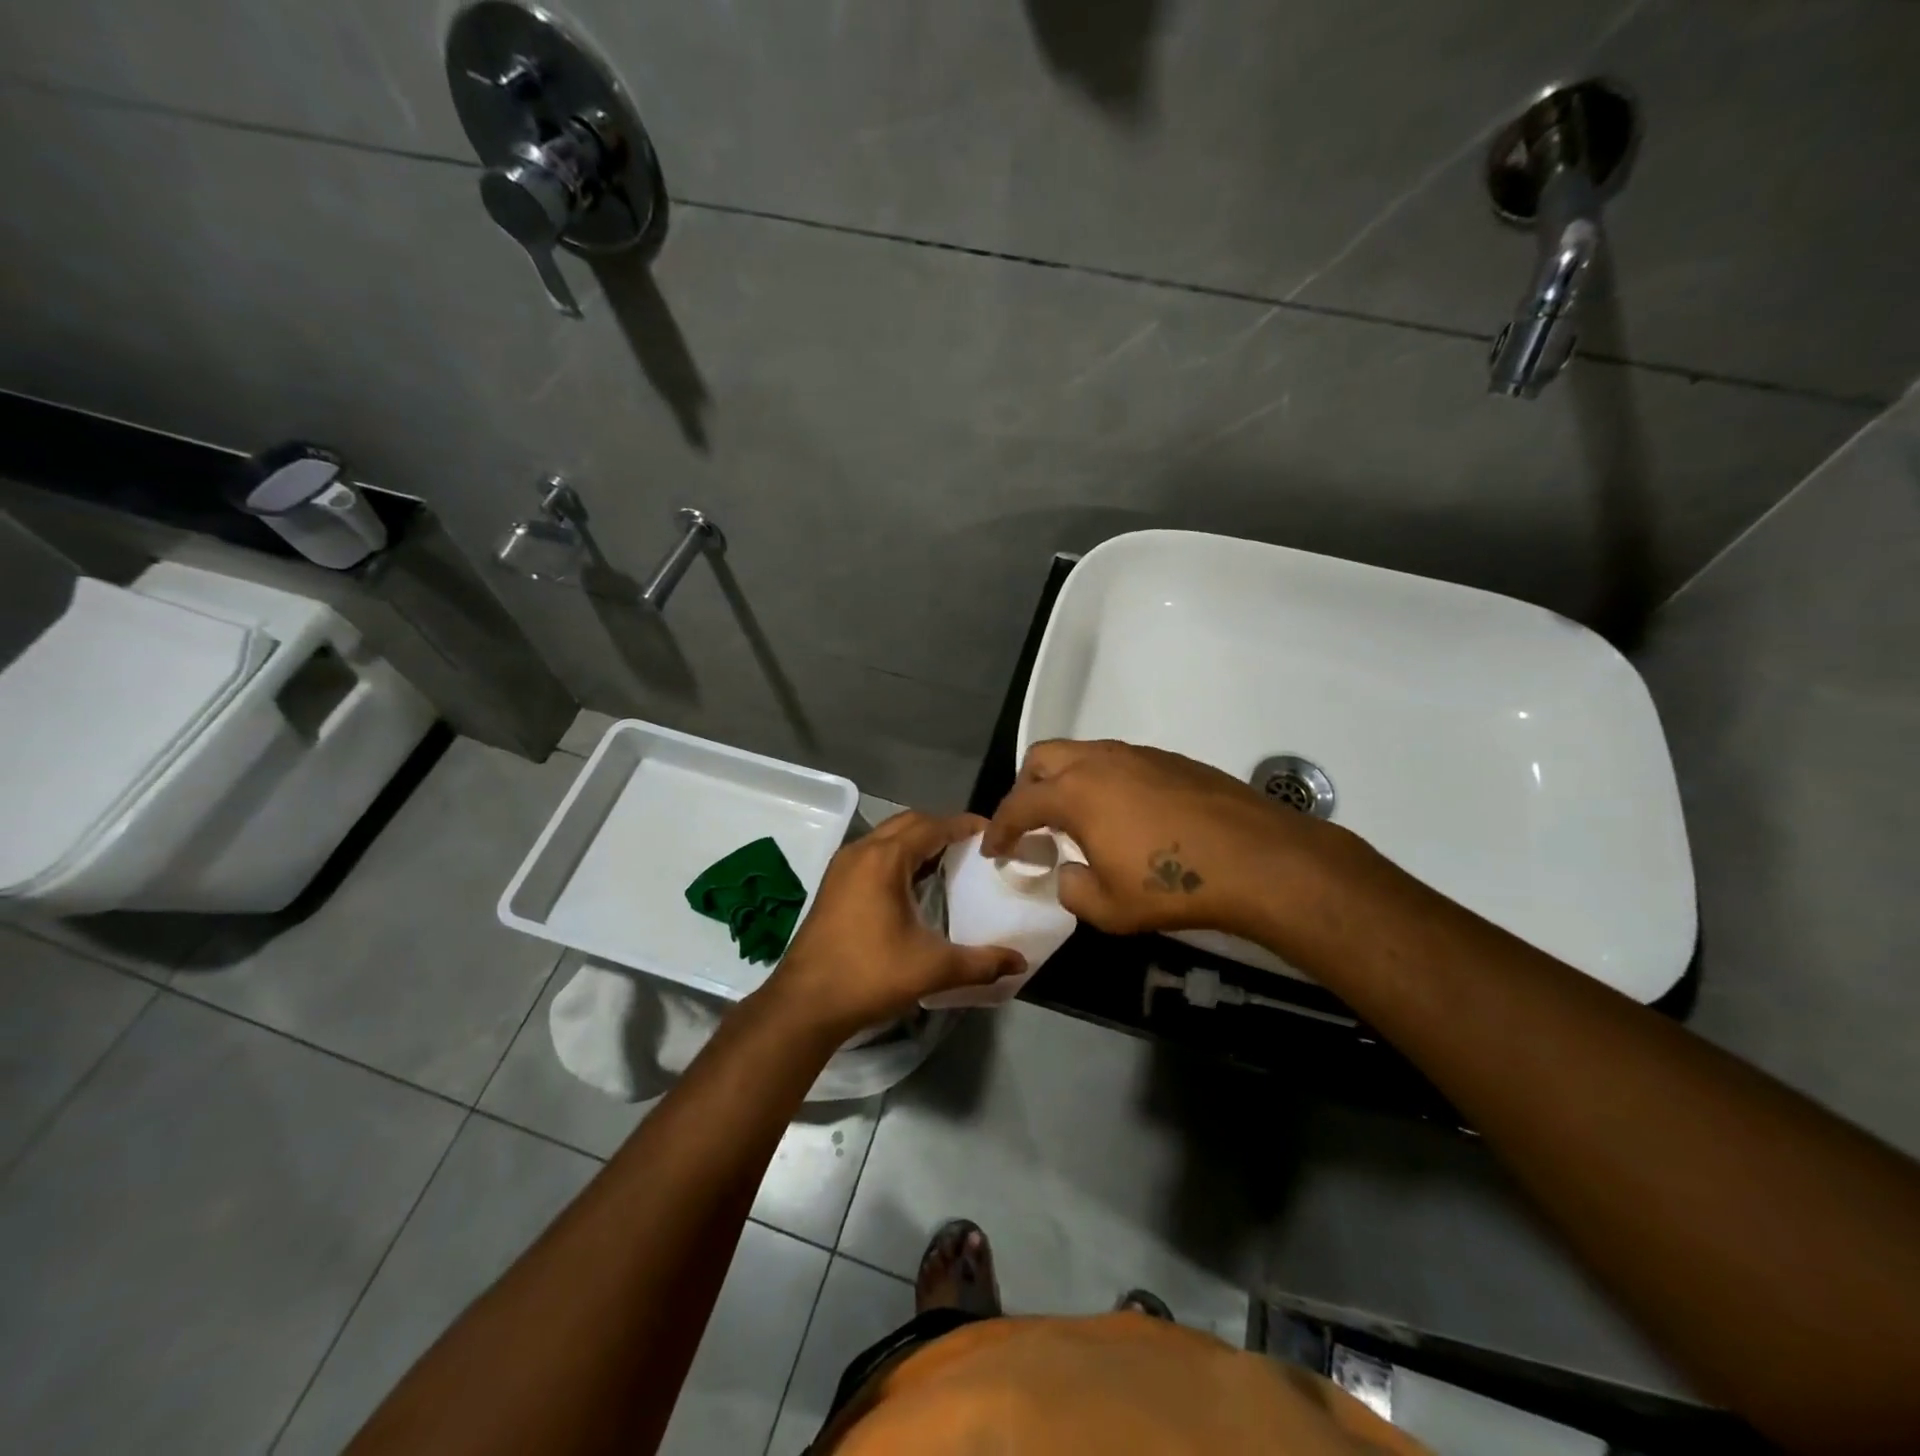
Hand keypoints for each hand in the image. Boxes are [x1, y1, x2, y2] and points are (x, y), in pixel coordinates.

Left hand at [763, 811, 1025, 1038]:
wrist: (805, 1004)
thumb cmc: (869, 975)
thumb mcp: (932, 968)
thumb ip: (981, 963)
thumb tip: (1019, 963)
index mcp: (885, 859)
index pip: (933, 825)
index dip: (964, 825)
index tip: (992, 833)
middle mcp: (861, 851)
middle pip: (909, 823)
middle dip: (942, 828)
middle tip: (973, 847)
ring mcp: (842, 866)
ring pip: (887, 837)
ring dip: (918, 841)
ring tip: (949, 862)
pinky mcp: (833, 884)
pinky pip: (873, 854)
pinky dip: (898, 856)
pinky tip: (914, 885)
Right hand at [983, 739, 1346, 940]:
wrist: (1256, 859)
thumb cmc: (1173, 886)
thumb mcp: (1109, 908)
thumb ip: (1073, 889)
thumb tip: (1070, 870)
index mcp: (1075, 793)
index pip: (1019, 804)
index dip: (999, 828)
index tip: (993, 848)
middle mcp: (1100, 761)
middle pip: (1043, 758)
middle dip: (1026, 787)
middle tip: (1031, 822)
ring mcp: (1137, 754)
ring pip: (1083, 753)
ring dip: (1066, 780)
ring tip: (1076, 817)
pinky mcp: (1169, 759)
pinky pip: (1118, 761)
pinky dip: (1103, 781)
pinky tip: (1123, 814)